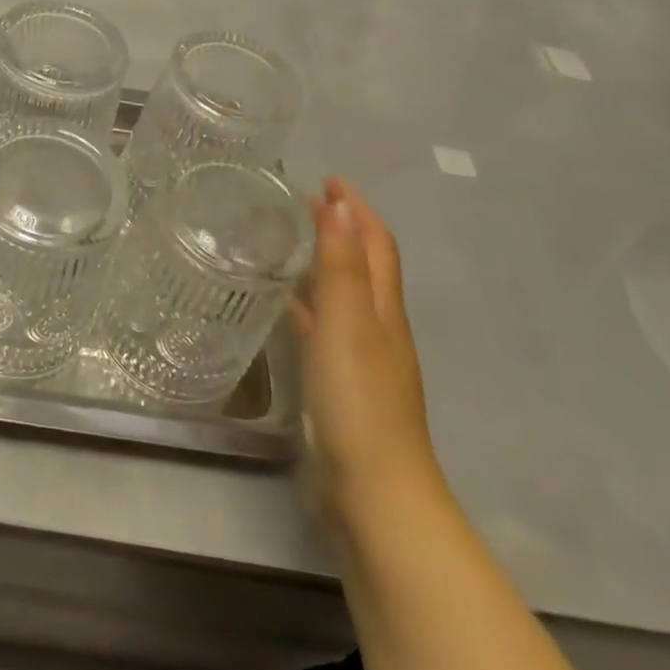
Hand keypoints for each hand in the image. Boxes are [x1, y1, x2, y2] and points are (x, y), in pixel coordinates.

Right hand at [294, 178, 444, 533]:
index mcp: (384, 309)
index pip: (376, 244)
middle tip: (302, 205)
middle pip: (365, 266)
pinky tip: (285, 308)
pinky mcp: (339, 385)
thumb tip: (341, 204)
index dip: (357, 209)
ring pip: (344, 297)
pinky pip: (324, 329)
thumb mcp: (348, 322)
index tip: (329, 179)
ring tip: (288, 244)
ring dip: (325, 265)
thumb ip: (342, 264)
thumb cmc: (358, 398)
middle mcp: (378, 328)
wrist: (371, 491)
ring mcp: (360, 359)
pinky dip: (309, 307)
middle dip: (342, 229)